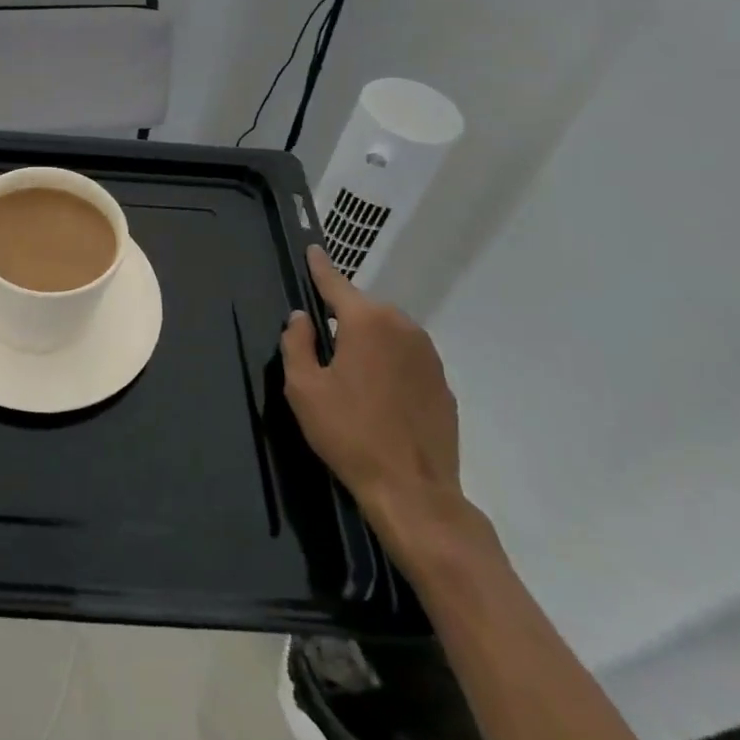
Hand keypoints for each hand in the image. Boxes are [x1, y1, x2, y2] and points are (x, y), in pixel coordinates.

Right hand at [281, 245, 478, 568]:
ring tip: (349, 372)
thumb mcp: (303, 388)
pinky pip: (407, 358)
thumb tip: (301, 318)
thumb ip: (296, 344)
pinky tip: (378, 395)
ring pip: (388, 333)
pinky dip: (389, 364)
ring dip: (368, 341)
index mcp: (366, 322)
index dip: (320, 267)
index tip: (312, 249)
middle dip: (343, 316)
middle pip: (364, 309)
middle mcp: (402, 327)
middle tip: (323, 342)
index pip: (336, 283)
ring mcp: (428, 355)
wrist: (413, 490)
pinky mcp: (443, 383)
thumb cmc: (348, 433)